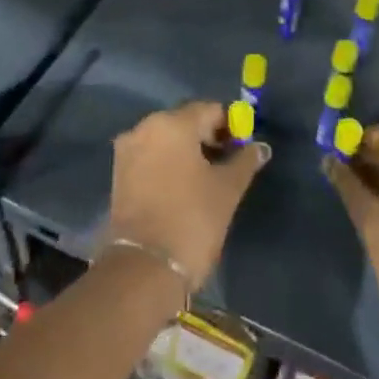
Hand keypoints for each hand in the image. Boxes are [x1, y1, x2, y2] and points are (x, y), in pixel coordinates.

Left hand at [105, 102, 269, 290]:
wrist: (144, 268)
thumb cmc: (192, 219)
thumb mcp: (227, 189)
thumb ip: (245, 161)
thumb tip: (260, 147)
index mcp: (172, 123)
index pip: (209, 110)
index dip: (230, 125)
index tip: (242, 148)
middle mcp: (145, 127)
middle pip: (185, 121)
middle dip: (208, 137)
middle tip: (228, 163)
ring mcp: (128, 150)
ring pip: (166, 139)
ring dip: (187, 151)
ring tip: (207, 178)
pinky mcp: (118, 173)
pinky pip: (151, 155)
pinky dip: (168, 163)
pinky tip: (183, 186)